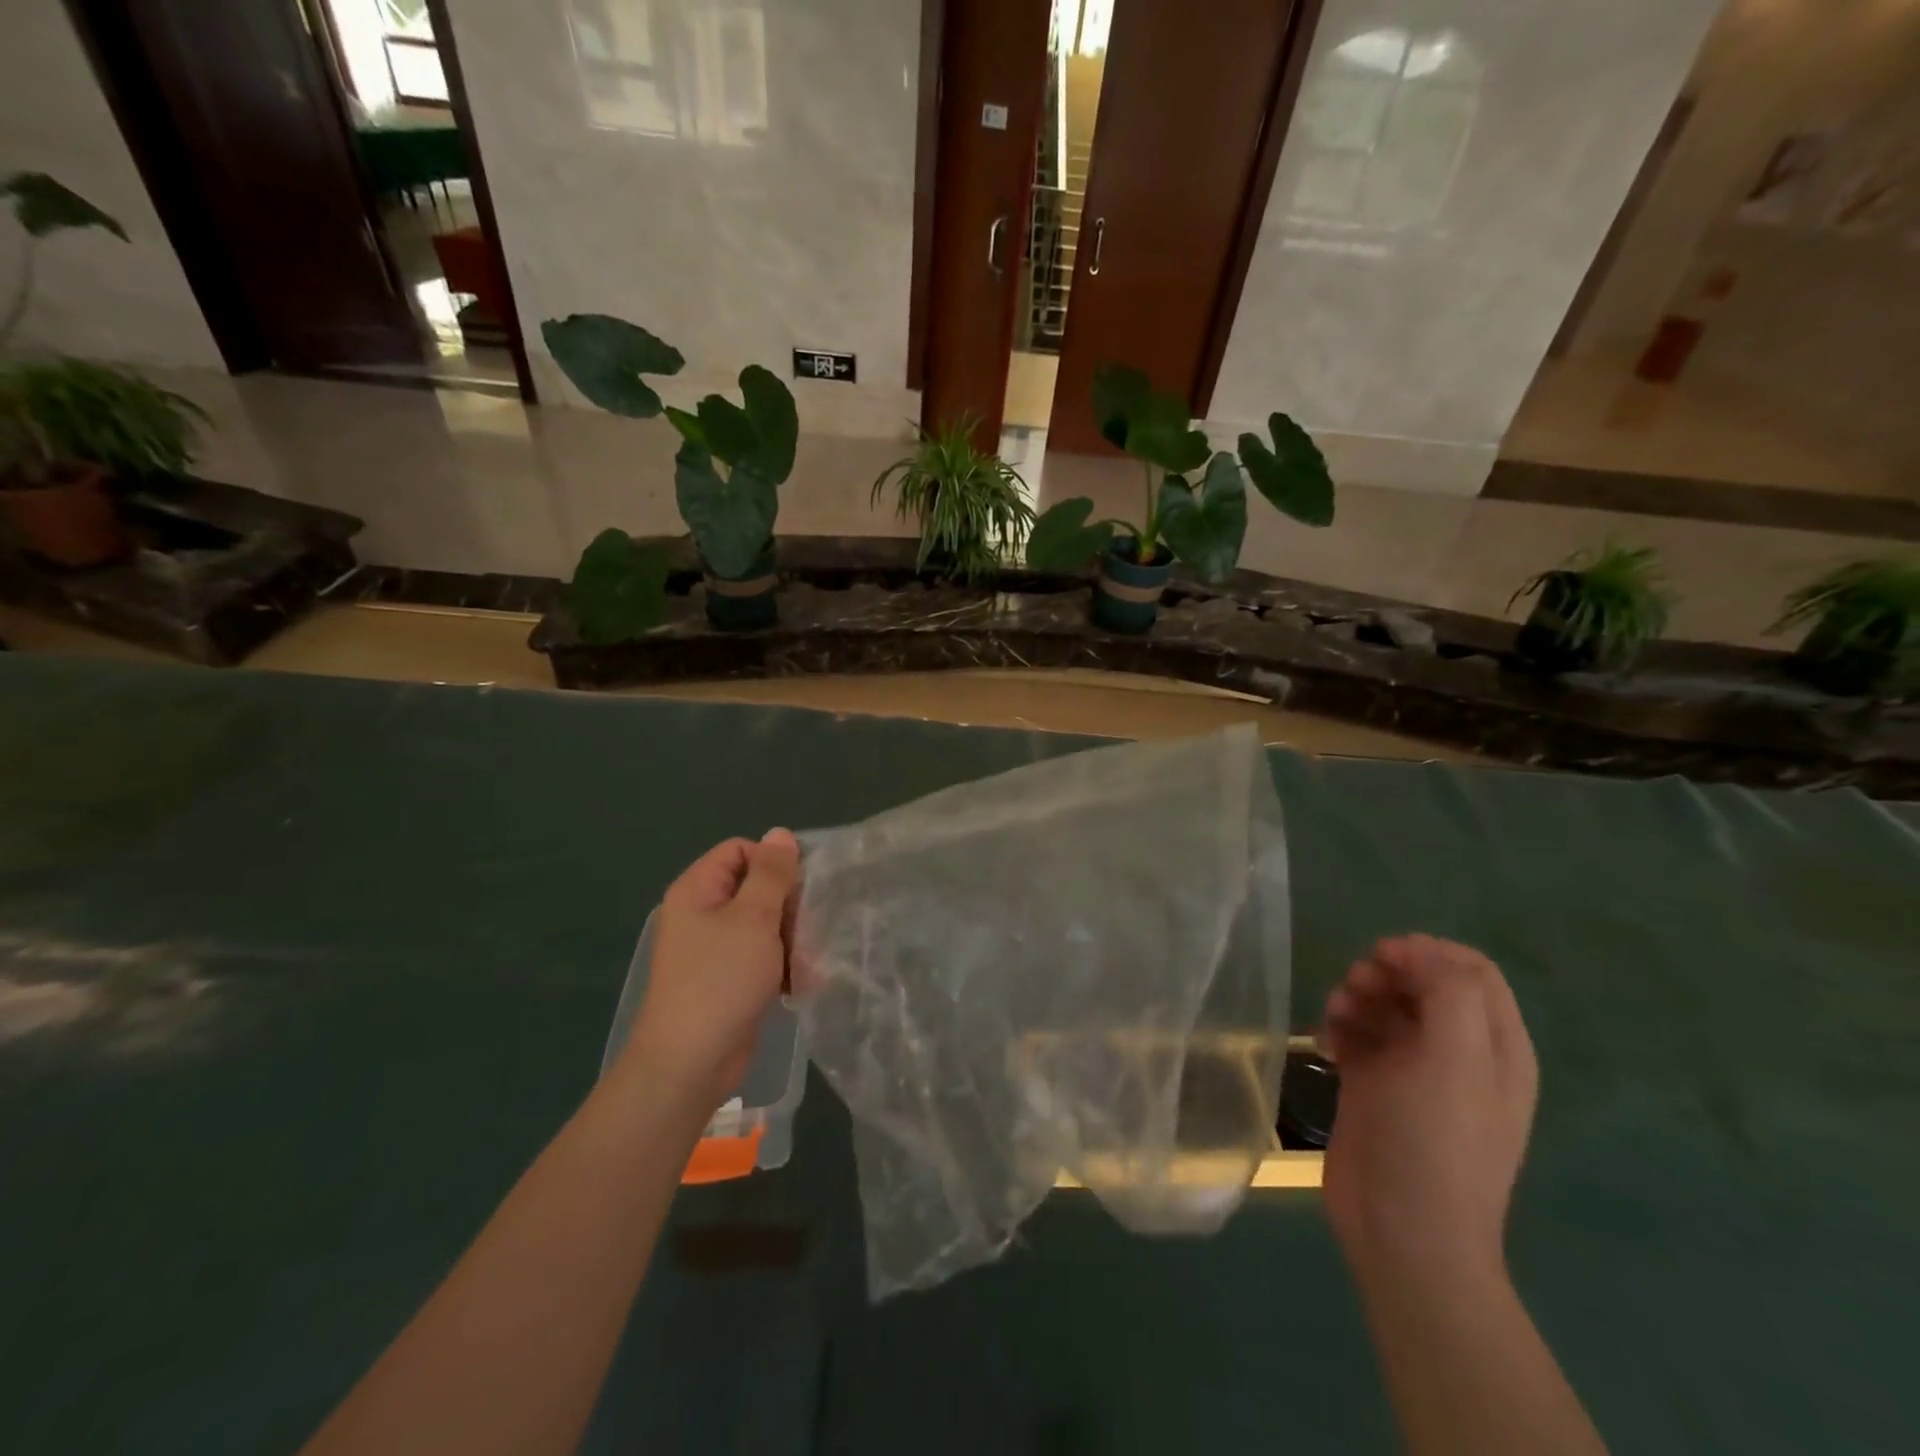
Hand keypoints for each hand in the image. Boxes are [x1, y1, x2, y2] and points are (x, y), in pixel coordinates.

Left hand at [620, 829, 799, 1111]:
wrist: (691, 1062)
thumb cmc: (721, 980)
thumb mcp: (753, 918)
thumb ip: (771, 873)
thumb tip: (780, 833)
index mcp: (698, 890)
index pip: (741, 851)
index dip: (773, 863)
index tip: (799, 890)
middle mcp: (702, 913)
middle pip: (756, 887)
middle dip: (788, 907)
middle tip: (806, 931)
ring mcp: (714, 949)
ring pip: (765, 924)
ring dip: (791, 940)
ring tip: (806, 964)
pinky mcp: (728, 978)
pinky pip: (761, 956)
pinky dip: (781, 965)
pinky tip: (799, 983)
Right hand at [1320, 935, 1536, 1286]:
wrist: (1402, 1230)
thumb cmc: (1436, 1140)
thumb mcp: (1457, 1058)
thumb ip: (1448, 990)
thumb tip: (1414, 950)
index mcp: (1495, 1045)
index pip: (1470, 969)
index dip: (1426, 952)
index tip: (1385, 959)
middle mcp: (1459, 1052)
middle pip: (1422, 981)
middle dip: (1385, 972)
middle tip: (1357, 986)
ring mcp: (1414, 1070)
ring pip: (1384, 1004)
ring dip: (1356, 996)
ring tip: (1336, 1015)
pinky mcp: (1373, 1085)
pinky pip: (1356, 1034)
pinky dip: (1339, 1026)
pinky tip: (1326, 1044)